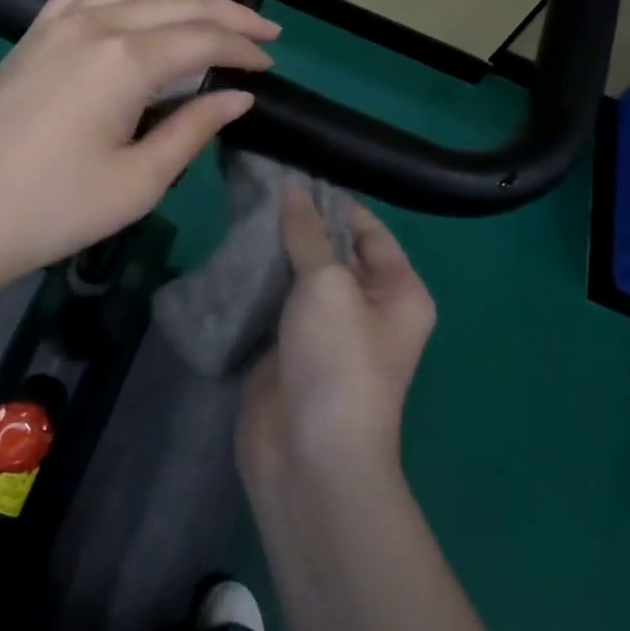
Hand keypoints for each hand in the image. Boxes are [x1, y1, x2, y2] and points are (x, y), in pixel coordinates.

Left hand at [0, 0, 278, 303]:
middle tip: (266, 24)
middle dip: (228, 8)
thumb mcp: (137, 183)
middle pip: (175, 0)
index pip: (202, 39)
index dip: (243, 48)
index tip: (271, 63)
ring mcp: (57, 24)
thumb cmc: (50, 210)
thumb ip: (192, 130)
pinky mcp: (32, 35)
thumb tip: (238, 97)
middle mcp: (95, 24)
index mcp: (125, 61)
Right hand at [239, 184, 436, 487]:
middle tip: (257, 184)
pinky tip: (230, 250)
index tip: (292, 172)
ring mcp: (326, 330)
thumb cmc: (338, 361)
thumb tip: (292, 186)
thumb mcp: (328, 286)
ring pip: (299, 276)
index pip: (368, 230)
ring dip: (273, 250)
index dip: (334, 201)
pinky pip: (274, 303)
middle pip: (332, 250)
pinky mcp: (289, 348)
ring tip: (239, 208)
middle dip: (298, 223)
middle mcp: (368, 307)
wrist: (310, 458)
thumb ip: (308, 234)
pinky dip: (256, 281)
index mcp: (398, 291)